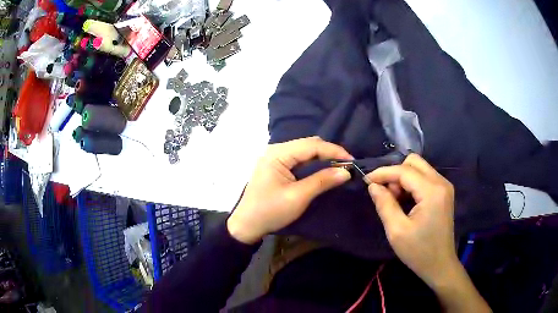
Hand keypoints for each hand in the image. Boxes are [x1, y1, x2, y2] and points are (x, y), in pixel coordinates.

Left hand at [228, 137, 351, 243]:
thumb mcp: (298, 197)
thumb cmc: (270, 211)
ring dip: (322, 157)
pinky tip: (323, 169)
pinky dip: (313, 163)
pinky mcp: (276, 166)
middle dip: (329, 152)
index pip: (311, 145)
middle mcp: (276, 150)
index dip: (334, 151)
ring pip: (304, 151)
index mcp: (278, 154)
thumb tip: (346, 171)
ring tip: (339, 166)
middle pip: (308, 144)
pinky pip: (298, 159)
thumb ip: (322, 181)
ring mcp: (275, 157)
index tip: (352, 161)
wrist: (247, 225)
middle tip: (347, 165)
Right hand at [365, 154, 458, 286]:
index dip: (383, 173)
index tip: (366, 180)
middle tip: (385, 193)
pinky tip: (405, 201)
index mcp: (432, 191)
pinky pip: (424, 178)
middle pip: (414, 162)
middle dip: (395, 173)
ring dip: (403, 179)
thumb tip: (373, 186)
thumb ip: (384, 204)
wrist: (440, 265)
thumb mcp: (397, 231)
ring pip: (419, 168)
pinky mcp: (444, 193)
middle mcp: (441, 182)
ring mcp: (444, 186)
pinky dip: (411, 184)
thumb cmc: (419, 252)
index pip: (404, 170)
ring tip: (394, 200)